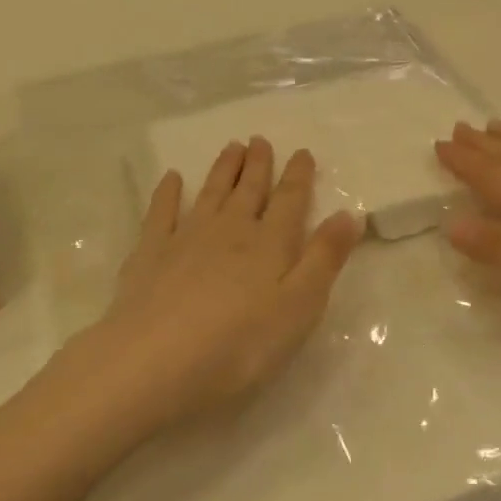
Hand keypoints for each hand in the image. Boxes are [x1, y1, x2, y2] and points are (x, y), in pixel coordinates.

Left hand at [54, 138, 362, 439]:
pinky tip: (172, 178)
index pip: (290, 201)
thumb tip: (350, 214)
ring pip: (211, 193)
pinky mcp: (150, 254)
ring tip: (232, 147)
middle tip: (260, 139)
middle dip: (258, 165)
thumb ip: (324, 258)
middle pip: (248, 191)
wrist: (155, 361)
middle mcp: (230, 230)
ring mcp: (186, 238)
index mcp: (270, 244)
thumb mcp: (300, 307)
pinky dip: (168, 193)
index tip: (303, 152)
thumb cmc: (240, 344)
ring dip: (223, 169)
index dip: (298, 176)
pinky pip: (161, 212)